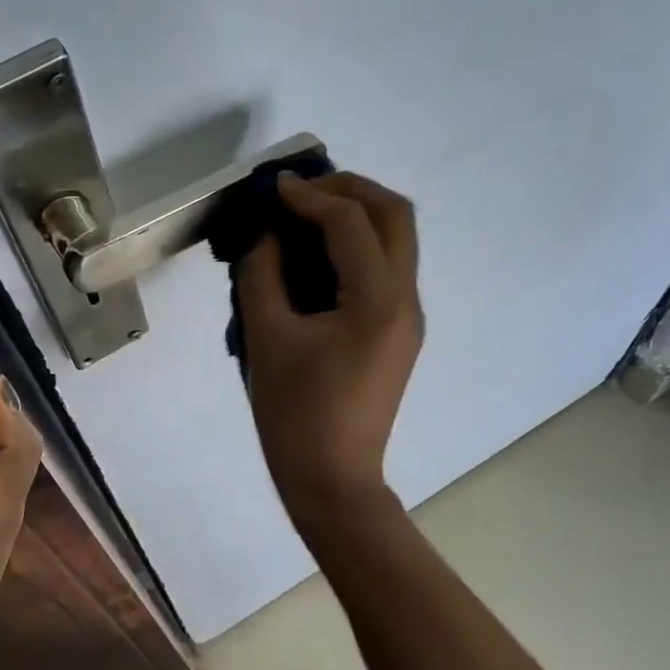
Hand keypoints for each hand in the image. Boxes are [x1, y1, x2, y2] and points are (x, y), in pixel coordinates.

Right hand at [237, 172, 422, 518]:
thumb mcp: (266, 337)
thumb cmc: (294, 414)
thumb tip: (266, 232)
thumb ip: (262, 273)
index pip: (351, 222)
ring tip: (306, 213)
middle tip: (301, 191)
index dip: (311, 196)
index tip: (274, 189)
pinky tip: (317, 254)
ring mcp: (408, 317)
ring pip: (398, 239)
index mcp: (378, 301)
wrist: (331, 480)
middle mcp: (406, 300)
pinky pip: (387, 267)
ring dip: (356, 213)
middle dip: (349, 189)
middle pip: (395, 215)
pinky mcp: (398, 331)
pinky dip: (357, 245)